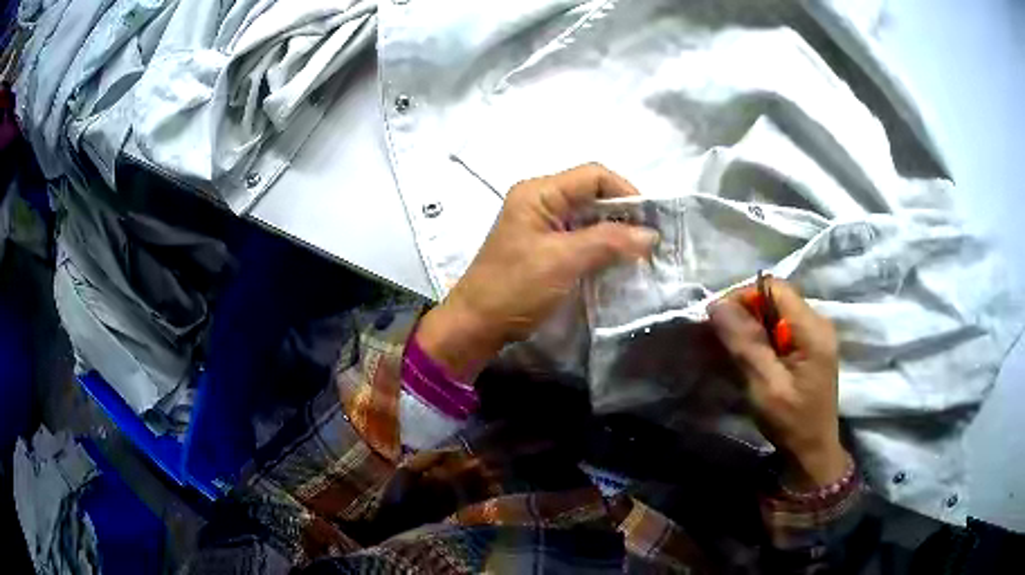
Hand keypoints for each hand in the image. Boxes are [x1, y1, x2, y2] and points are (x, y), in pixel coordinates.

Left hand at [416, 163, 658, 379]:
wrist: (476, 325)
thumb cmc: (514, 288)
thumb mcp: (563, 261)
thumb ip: (608, 242)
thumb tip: (650, 235)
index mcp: (538, 193)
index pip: (593, 176)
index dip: (626, 192)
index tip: (650, 221)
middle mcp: (540, 200)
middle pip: (592, 193)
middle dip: (624, 214)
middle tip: (651, 239)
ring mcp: (541, 224)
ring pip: (589, 216)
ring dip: (615, 232)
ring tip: (641, 252)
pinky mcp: (545, 246)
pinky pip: (580, 236)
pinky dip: (602, 245)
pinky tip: (619, 261)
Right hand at [709, 278, 848, 488]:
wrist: (812, 452)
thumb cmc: (791, 422)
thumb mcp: (765, 386)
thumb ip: (745, 344)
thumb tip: (717, 305)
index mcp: (812, 329)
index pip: (775, 288)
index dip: (744, 296)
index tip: (718, 320)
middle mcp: (818, 323)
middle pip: (776, 298)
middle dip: (746, 312)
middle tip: (720, 338)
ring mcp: (816, 335)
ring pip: (777, 313)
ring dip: (752, 326)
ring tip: (731, 349)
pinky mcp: (811, 347)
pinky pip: (782, 328)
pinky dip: (762, 337)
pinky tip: (750, 357)